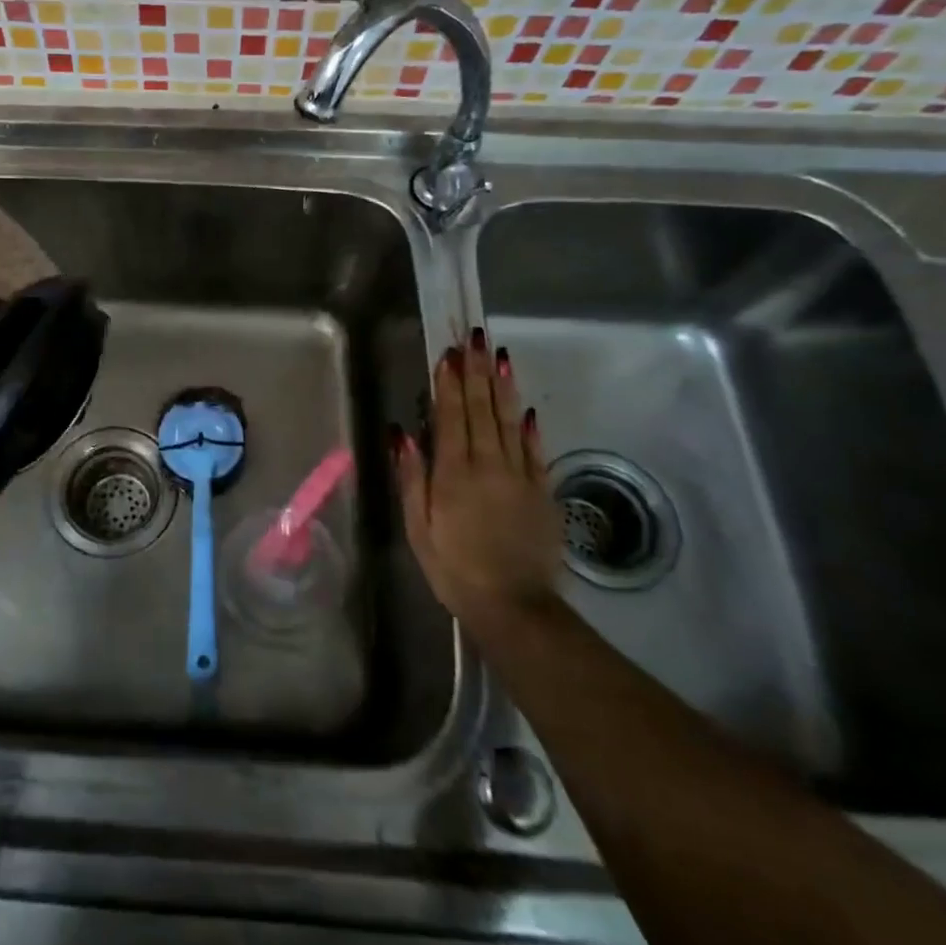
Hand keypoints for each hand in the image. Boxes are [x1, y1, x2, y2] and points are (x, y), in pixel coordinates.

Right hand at [395, 328, 562, 637]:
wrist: (515, 606)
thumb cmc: (454, 567)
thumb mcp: (419, 527)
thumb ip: (412, 478)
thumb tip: (403, 434)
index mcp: (454, 472)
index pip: (452, 416)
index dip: (450, 383)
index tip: (448, 353)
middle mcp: (489, 465)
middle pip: (483, 409)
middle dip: (477, 371)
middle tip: (475, 338)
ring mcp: (520, 476)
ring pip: (510, 421)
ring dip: (503, 387)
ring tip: (500, 357)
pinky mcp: (542, 492)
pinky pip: (535, 451)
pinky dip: (529, 426)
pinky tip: (525, 408)